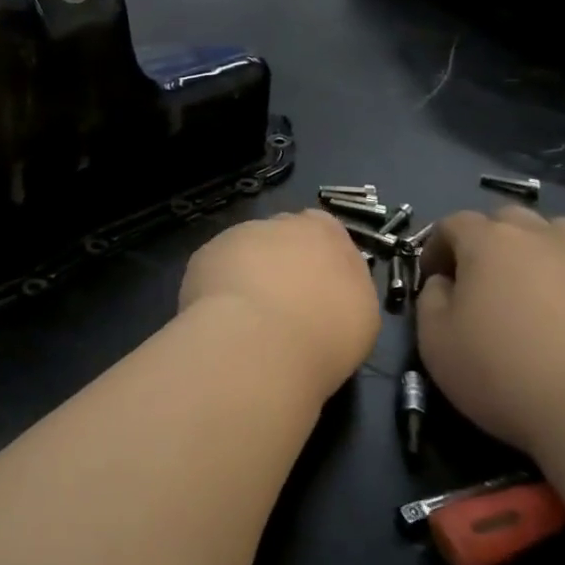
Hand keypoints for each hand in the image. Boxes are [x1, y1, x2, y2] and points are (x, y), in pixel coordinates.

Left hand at [180, 210, 379, 399]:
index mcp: (324, 232)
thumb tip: (328, 287)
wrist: (260, 341)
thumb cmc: (325, 331)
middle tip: (282, 306)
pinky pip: (215, 270)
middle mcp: (279, 224)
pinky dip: (218, 289)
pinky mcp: (204, 256)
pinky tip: (223, 318)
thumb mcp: (361, 313)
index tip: (316, 289)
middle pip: (280, 238)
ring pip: (243, 251)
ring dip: (246, 275)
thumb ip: (344, 287)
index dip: (316, 258)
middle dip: (279, 264)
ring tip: (248, 318)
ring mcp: (236, 236)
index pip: (322, 230)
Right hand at [415, 207, 564, 459]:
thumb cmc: (508, 376)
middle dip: (491, 241)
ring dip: (544, 252)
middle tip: (486, 283)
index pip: (454, 223)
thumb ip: (430, 300)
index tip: (434, 278)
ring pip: (564, 235)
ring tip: (540, 293)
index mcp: (491, 244)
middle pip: (511, 220)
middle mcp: (546, 239)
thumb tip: (445, 284)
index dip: (437, 246)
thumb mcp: (436, 343)